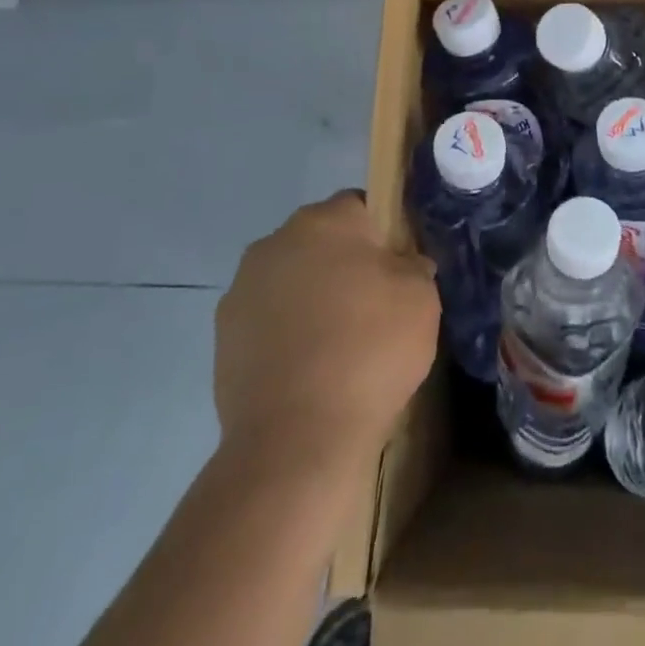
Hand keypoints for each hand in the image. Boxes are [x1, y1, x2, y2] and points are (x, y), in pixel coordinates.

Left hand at [214, 191, 439, 467]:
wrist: (297, 439)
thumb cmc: (370, 350)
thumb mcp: (422, 298)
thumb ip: (414, 265)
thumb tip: (403, 264)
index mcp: (325, 220)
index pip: (361, 206)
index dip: (383, 234)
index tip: (397, 269)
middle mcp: (276, 241)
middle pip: (321, 240)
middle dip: (343, 263)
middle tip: (372, 306)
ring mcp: (242, 288)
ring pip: (291, 278)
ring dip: (311, 297)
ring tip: (337, 344)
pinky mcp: (222, 335)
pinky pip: (267, 318)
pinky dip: (286, 332)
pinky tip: (308, 368)